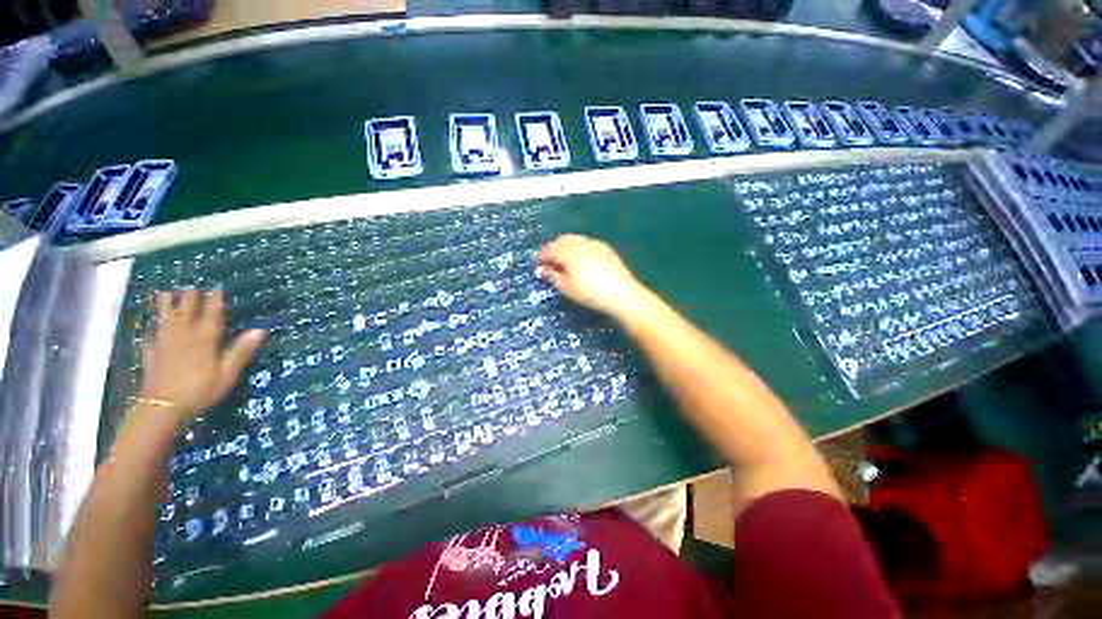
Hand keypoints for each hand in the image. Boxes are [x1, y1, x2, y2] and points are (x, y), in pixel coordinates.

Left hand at [139, 289, 264, 419]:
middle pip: (185, 313)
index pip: (211, 315)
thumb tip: (260, 330)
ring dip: (165, 306)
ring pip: (165, 320)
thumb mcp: (227, 372)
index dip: (213, 301)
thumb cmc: (200, 390)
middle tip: (190, 286)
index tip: (215, 288)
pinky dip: (151, 329)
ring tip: (164, 293)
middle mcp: (183, 337)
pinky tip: (149, 327)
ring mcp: (165, 345)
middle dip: (188, 299)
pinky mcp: (152, 355)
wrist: (163, 407)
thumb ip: (241, 350)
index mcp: (204, 340)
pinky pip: (150, 337)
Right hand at [537, 234, 647, 317]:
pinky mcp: (605, 248)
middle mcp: (580, 244)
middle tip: (548, 261)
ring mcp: (594, 244)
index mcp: (568, 253)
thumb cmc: (590, 293)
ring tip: (562, 259)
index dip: (541, 256)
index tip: (536, 263)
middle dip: (553, 248)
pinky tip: (580, 258)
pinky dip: (577, 247)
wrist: (622, 293)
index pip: (550, 249)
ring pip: (574, 239)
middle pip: (561, 240)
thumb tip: (541, 268)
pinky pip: (586, 242)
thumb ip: (552, 275)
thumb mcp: (567, 288)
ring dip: (565, 246)